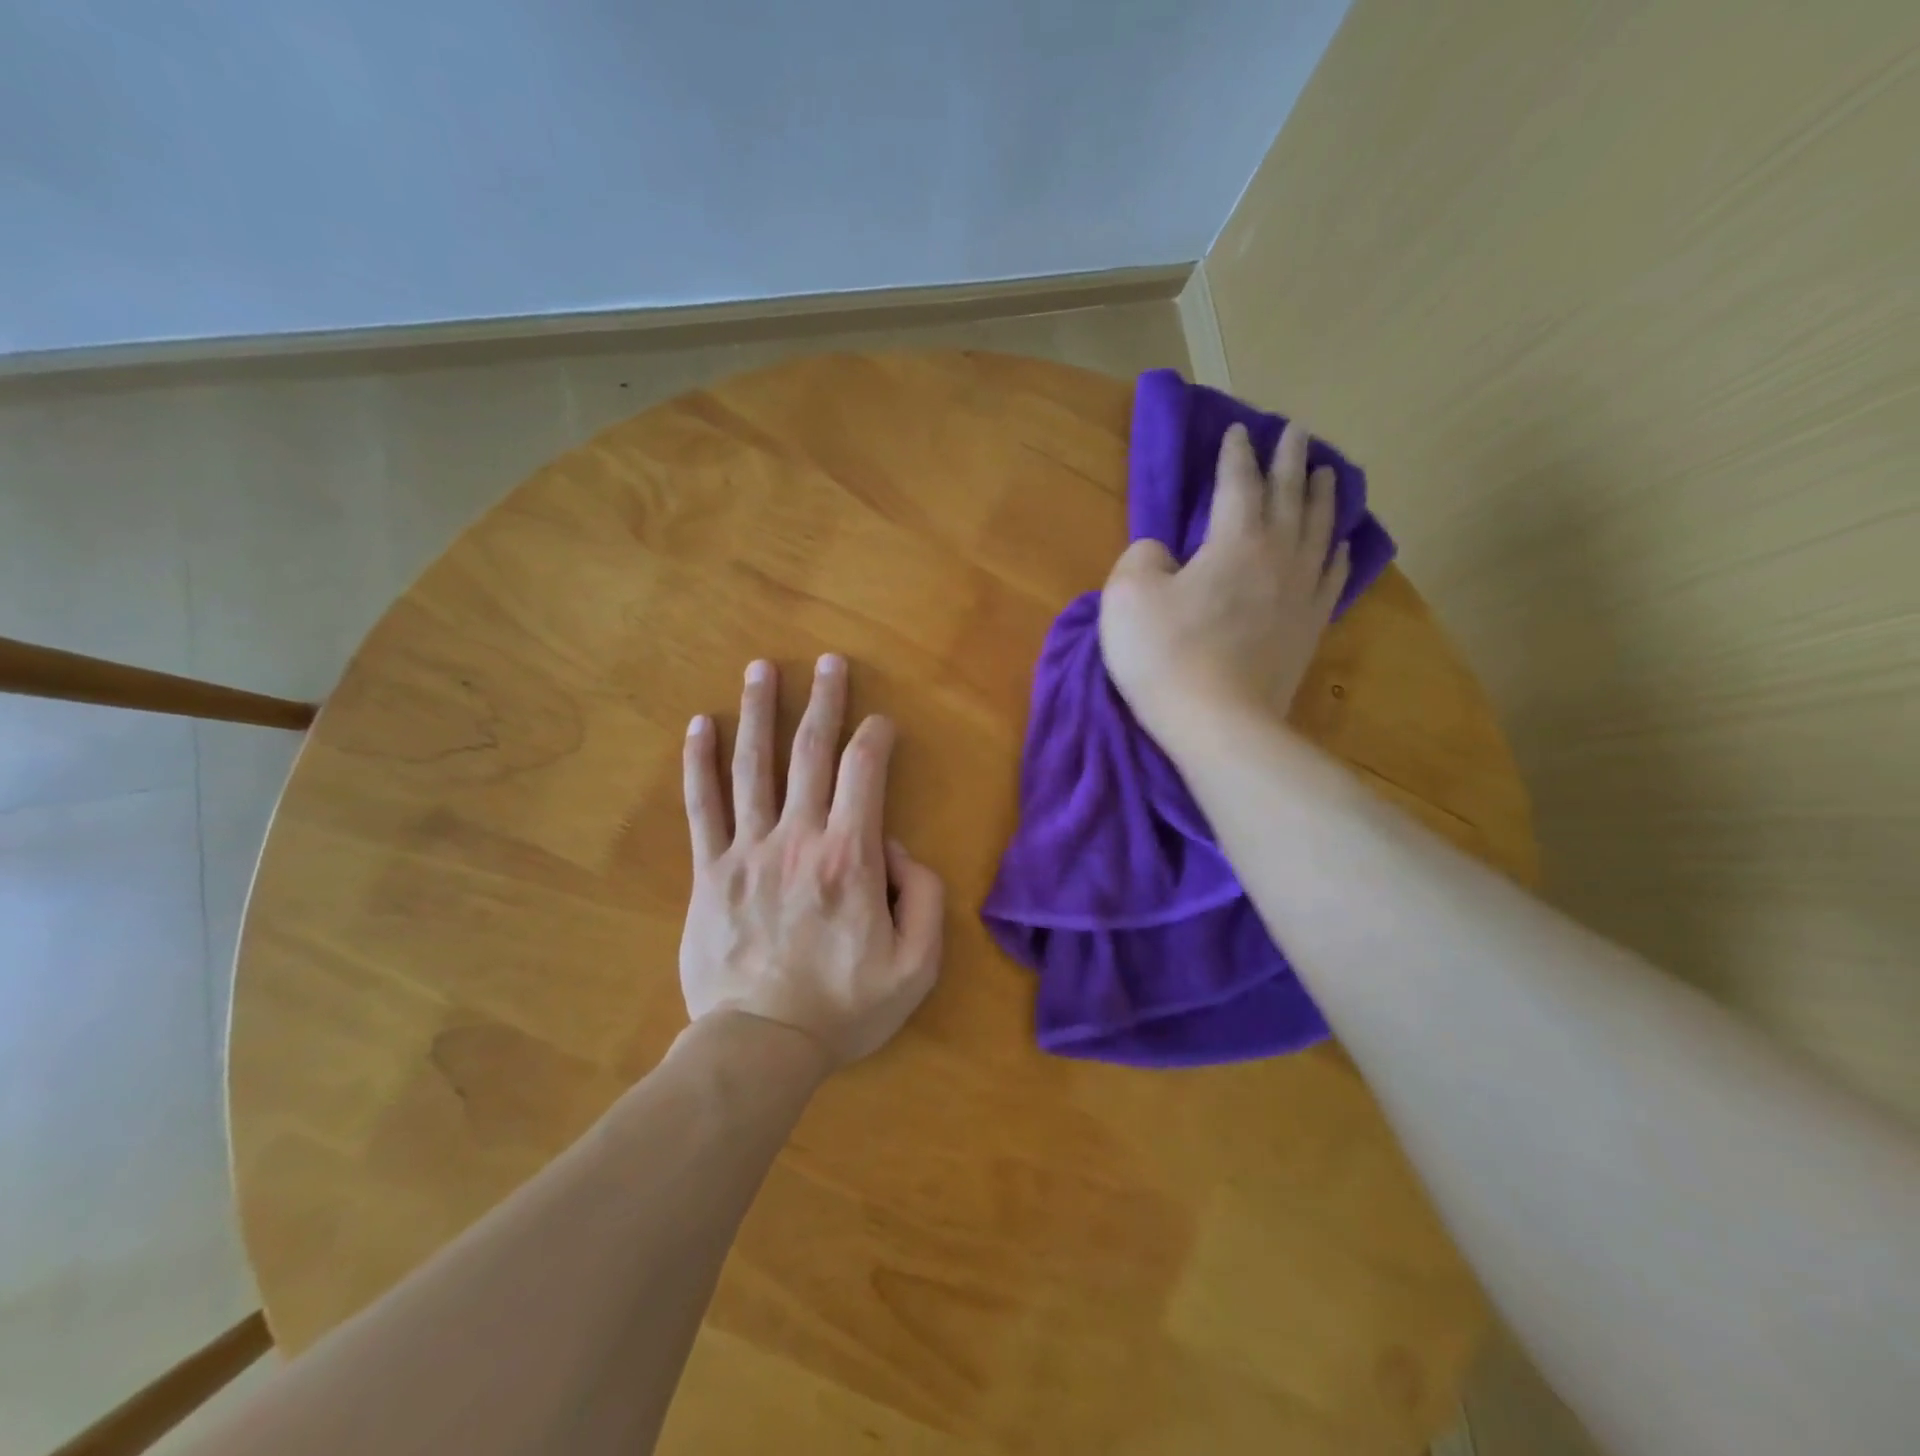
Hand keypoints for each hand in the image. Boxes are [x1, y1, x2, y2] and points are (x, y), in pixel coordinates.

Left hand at [679, 655, 944, 1070]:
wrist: (760, 1046)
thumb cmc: (845, 1007)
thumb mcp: (917, 965)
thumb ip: (924, 896)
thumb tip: (896, 847)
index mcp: (850, 857)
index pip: (865, 771)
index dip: (876, 736)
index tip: (881, 723)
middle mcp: (798, 838)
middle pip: (810, 752)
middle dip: (824, 700)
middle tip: (829, 660)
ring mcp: (747, 851)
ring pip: (753, 766)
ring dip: (759, 711)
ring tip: (762, 669)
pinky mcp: (709, 872)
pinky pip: (702, 807)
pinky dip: (700, 763)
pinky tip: (699, 725)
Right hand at [1100, 421, 1349, 744]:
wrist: (1220, 725)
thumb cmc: (1166, 657)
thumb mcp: (1128, 596)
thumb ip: (1143, 557)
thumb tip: (1163, 552)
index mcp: (1234, 540)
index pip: (1238, 482)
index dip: (1235, 453)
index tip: (1238, 429)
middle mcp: (1278, 556)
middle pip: (1290, 496)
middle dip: (1291, 460)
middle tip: (1297, 432)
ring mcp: (1301, 594)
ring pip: (1320, 530)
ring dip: (1322, 497)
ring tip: (1327, 474)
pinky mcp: (1310, 630)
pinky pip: (1331, 577)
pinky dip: (1337, 552)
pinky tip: (1340, 544)